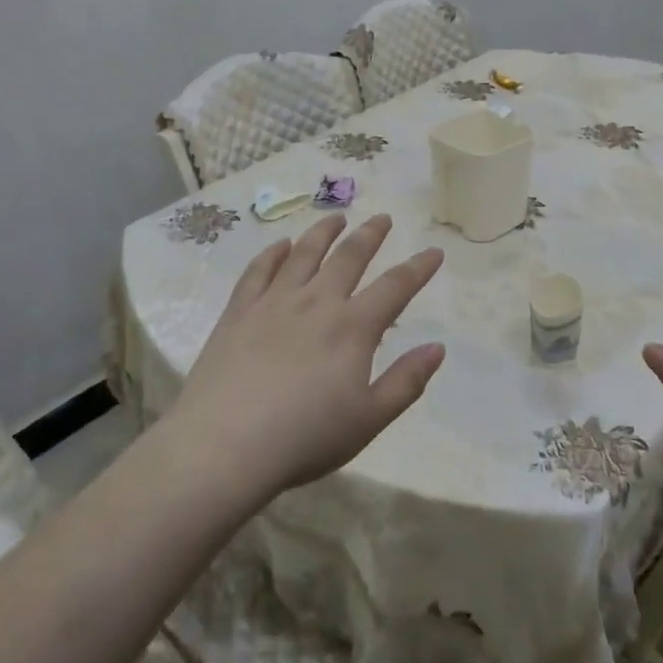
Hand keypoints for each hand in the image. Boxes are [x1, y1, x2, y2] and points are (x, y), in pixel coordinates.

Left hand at [167, 213, 445, 497]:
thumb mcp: (369, 420)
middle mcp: (317, 302)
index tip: (434, 251)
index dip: (418, 268)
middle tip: (383, 218)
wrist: (225, 444)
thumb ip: (406, 382)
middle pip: (349, 257)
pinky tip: (280, 245)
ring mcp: (274, 302)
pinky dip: (273, 253)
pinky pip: (259, 270)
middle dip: (370, 235)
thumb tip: (437, 347)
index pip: (395, 287)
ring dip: (323, 232)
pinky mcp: (239, 311)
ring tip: (336, 218)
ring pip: (304, 254)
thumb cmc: (304, 438)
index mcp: (352, 328)